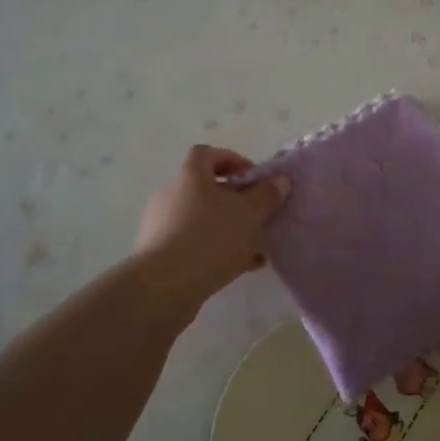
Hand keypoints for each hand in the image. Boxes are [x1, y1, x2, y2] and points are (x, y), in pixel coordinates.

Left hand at [135, 145, 288, 302]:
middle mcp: (171, 195)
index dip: (232, 160)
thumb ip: (266, 195)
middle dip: (235, 200)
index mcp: (190, 176)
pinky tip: (240, 267)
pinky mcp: (160, 255)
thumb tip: (279, 180)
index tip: (253, 178)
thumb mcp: (249, 214)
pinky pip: (194, 244)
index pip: (207, 153)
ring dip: (227, 228)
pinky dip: (216, 250)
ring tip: (255, 246)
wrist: (164, 286)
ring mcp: (162, 226)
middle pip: (205, 188)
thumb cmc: (210, 238)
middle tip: (258, 215)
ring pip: (202, 219)